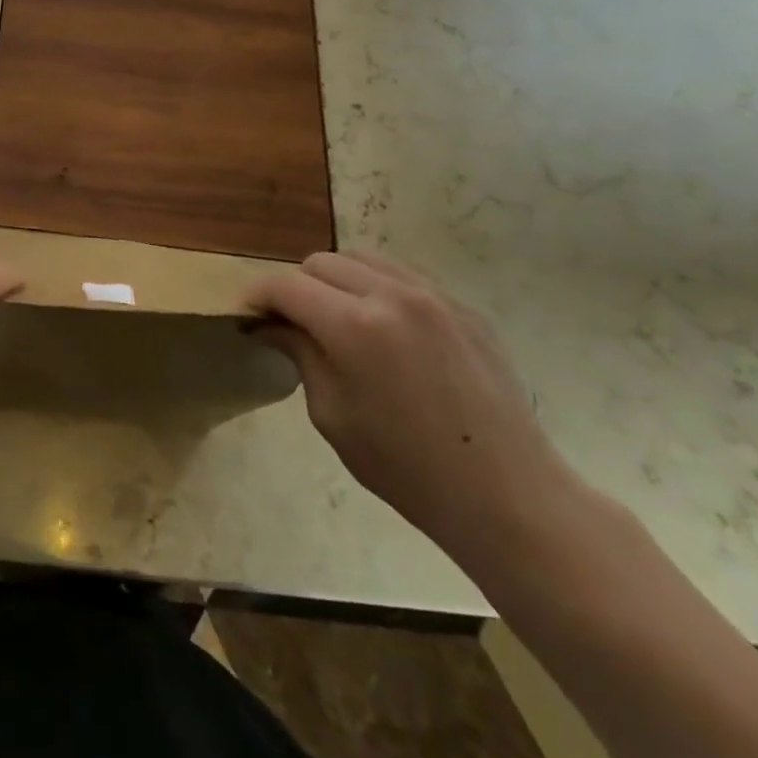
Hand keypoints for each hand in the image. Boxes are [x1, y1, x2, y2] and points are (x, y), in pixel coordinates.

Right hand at [245, 250, 582, 572]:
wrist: (509, 497)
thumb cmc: (407, 469)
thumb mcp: (333, 415)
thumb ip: (300, 355)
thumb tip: (271, 325)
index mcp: (354, 326)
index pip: (286, 285)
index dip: (258, 296)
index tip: (249, 315)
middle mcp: (392, 295)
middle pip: (322, 262)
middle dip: (297, 287)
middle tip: (293, 324)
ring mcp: (434, 297)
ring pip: (363, 260)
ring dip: (337, 281)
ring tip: (338, 320)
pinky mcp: (464, 308)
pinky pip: (405, 278)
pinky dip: (378, 290)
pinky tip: (385, 332)